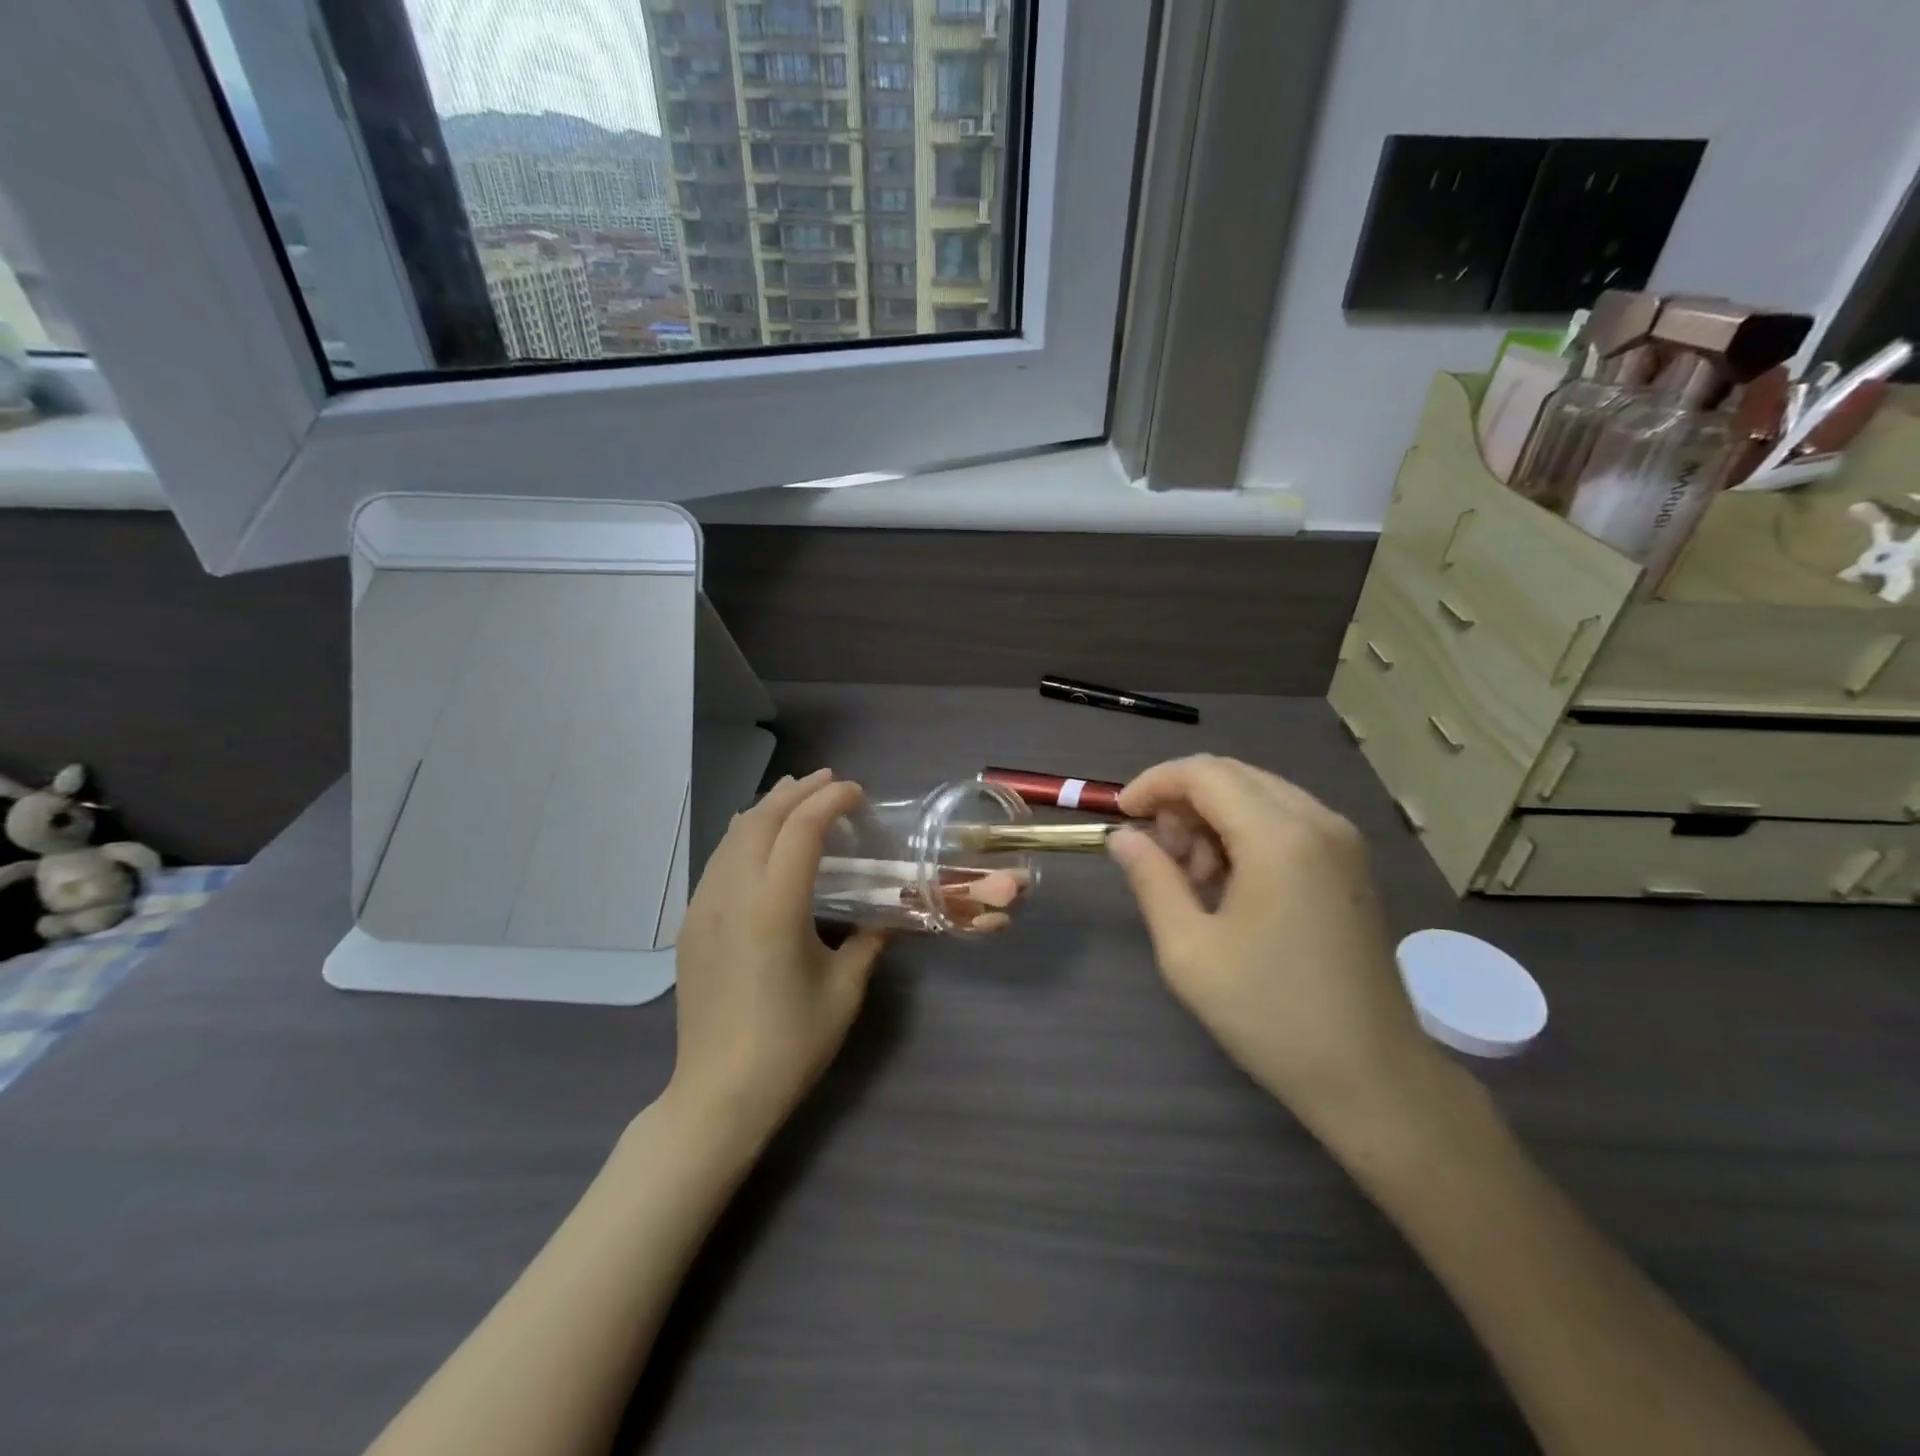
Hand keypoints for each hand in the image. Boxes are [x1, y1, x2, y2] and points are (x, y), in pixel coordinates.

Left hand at [669, 769, 885, 1146]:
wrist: (718, 1094)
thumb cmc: (790, 1044)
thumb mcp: (844, 990)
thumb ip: (868, 942)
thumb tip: (886, 917)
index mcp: (774, 908)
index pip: (802, 830)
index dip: (831, 801)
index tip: (857, 793)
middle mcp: (732, 895)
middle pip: (761, 820)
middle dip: (797, 792)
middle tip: (830, 782)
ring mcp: (703, 908)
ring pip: (733, 836)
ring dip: (767, 808)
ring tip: (795, 794)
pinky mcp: (691, 925)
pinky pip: (717, 861)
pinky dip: (744, 835)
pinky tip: (757, 839)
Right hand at [1107, 755, 1439, 1133]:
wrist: (1371, 1076)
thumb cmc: (1270, 1014)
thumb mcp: (1188, 950)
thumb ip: (1151, 879)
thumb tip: (1122, 836)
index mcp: (1280, 837)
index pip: (1203, 774)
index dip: (1153, 784)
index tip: (1121, 817)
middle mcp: (1318, 821)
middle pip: (1232, 776)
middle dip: (1182, 802)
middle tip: (1159, 856)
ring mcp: (1342, 841)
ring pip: (1258, 794)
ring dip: (1212, 818)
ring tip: (1194, 880)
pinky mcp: (1350, 863)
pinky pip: (1285, 819)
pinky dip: (1245, 833)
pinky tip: (1232, 885)